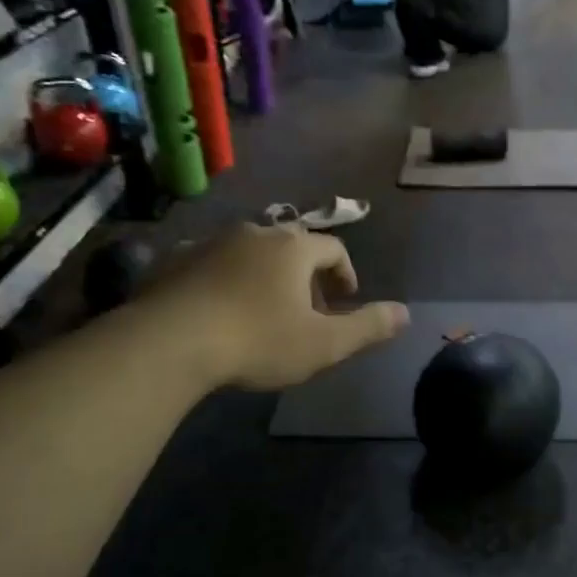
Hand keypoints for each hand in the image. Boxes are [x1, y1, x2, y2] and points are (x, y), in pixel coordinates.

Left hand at [160, 224, 408, 389]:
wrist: (170, 342)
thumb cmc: (258, 339)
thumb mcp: (324, 343)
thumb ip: (368, 326)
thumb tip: (406, 313)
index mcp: (294, 248)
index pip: (333, 249)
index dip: (345, 274)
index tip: (344, 301)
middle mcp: (255, 233)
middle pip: (292, 246)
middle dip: (305, 276)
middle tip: (305, 312)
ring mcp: (210, 242)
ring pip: (249, 252)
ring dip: (263, 275)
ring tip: (261, 312)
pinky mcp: (174, 259)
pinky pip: (209, 263)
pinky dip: (223, 279)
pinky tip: (216, 310)